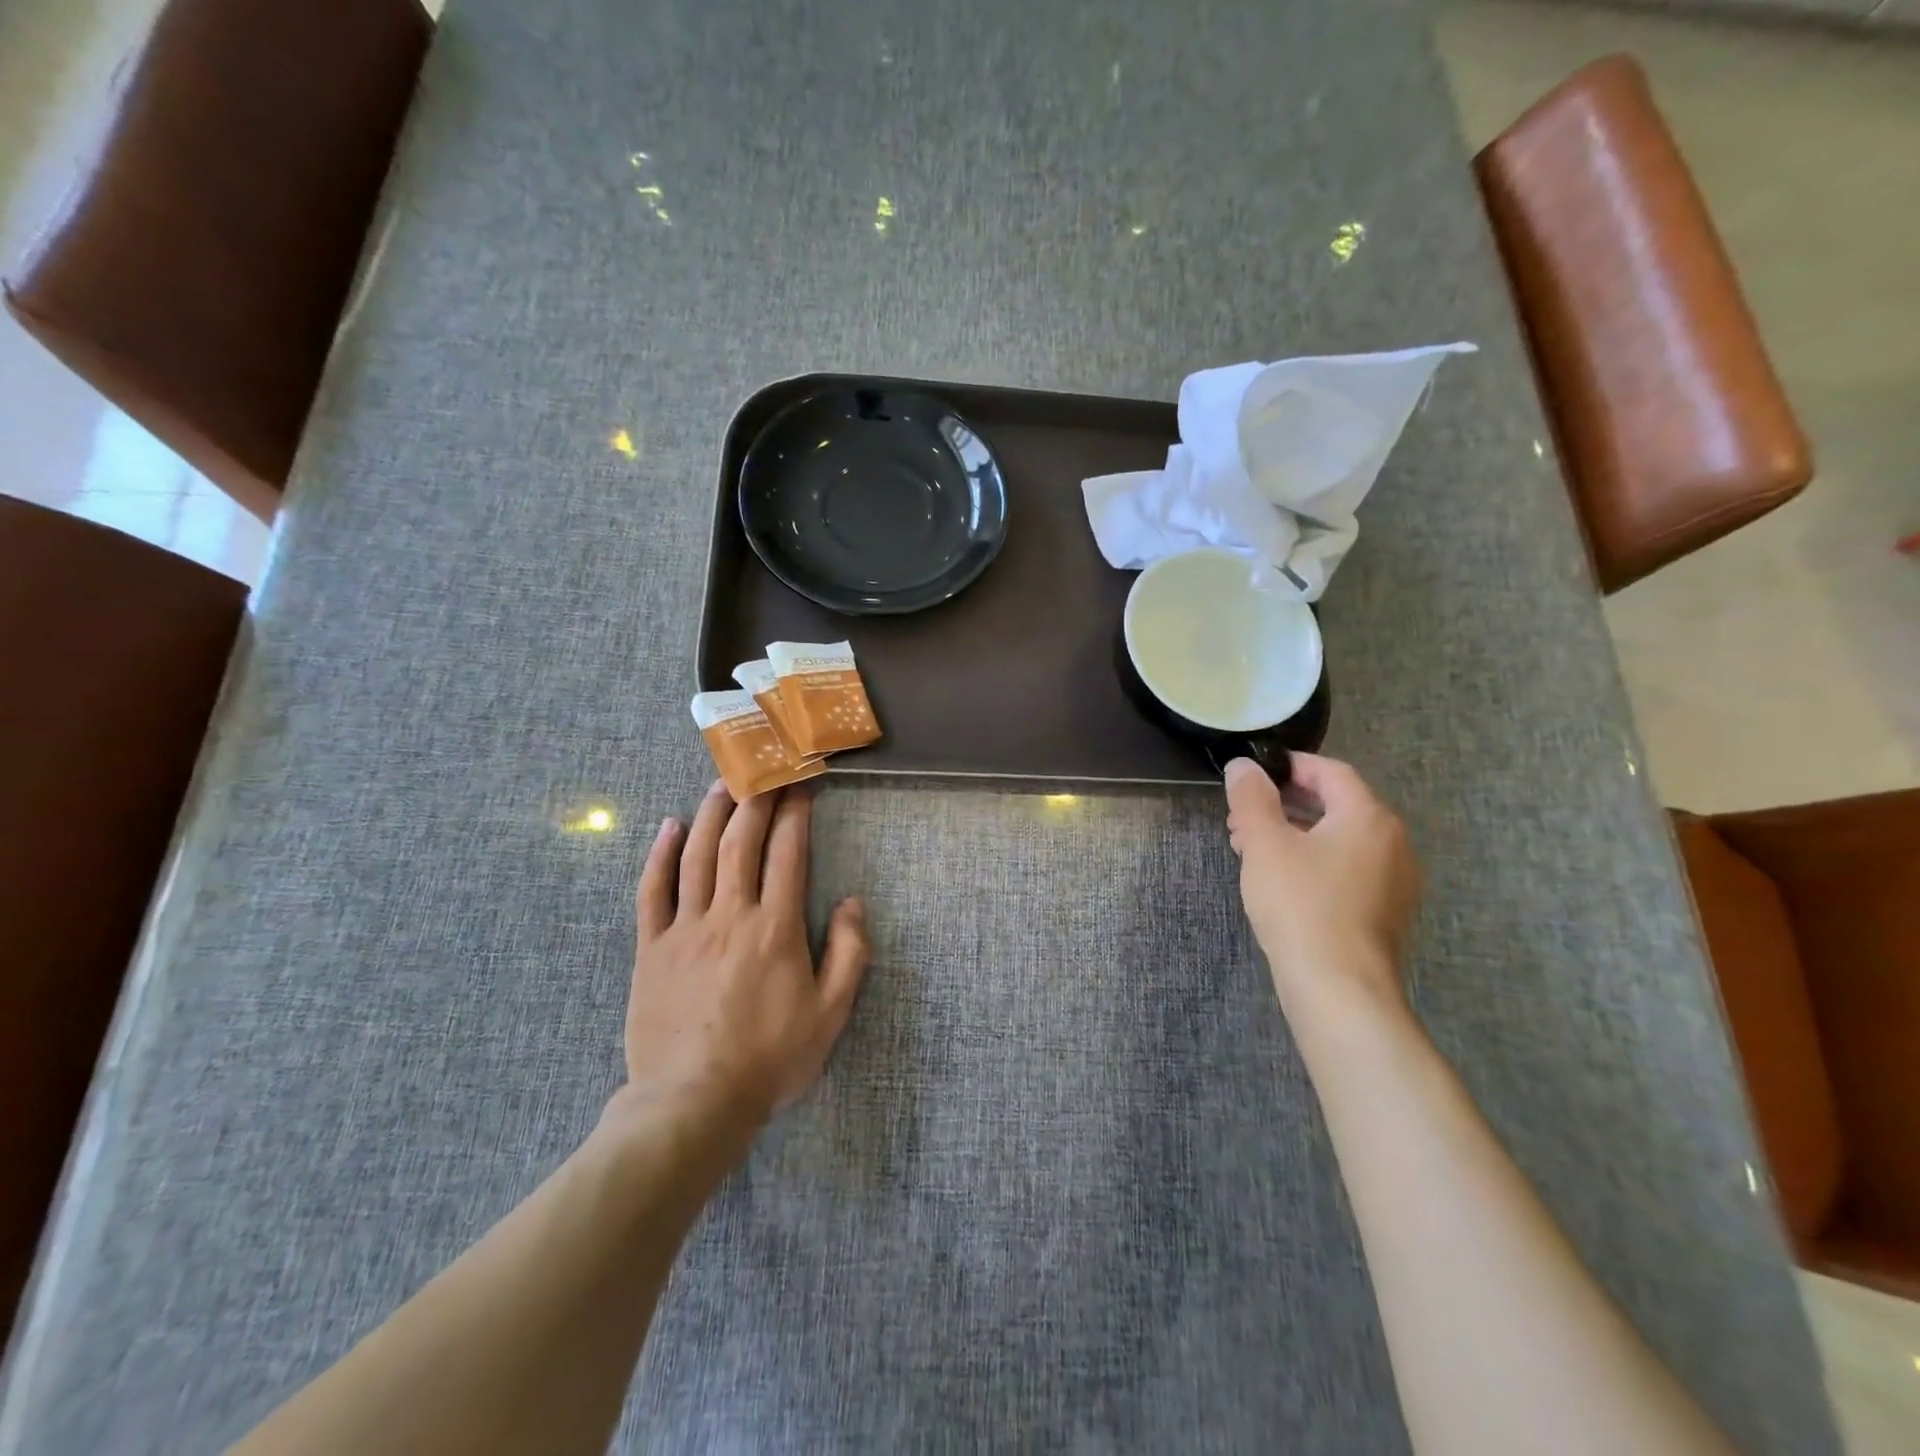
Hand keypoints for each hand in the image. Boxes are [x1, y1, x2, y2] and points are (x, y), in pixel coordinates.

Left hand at [621, 781, 868, 1129]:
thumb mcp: (831, 1013)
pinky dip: (660, 855)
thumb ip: (849, 953)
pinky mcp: (652, 948)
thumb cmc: (771, 1059)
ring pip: (697, 856)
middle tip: (764, 768)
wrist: (693, 1103)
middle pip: (741, 842)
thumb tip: (852, 902)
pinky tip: (670, 827)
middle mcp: (730, 915)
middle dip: (756, 799)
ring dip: (712, 813)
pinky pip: (653, 891)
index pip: (788, 853)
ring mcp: (685, 928)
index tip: (801, 784)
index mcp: (775, 928)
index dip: (795, 813)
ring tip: (723, 781)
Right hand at [1224, 753, 1420, 1019]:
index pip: (1332, 772)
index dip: (1292, 766)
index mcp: (1368, 817)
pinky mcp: (1385, 913)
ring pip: (1339, 840)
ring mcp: (1395, 881)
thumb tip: (1244, 765)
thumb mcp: (1265, 843)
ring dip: (1295, 834)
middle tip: (1242, 816)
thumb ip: (1252, 798)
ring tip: (1251, 848)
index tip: (1255, 772)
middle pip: (1337, 806)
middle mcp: (1393, 842)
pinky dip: (1314, 862)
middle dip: (1285, 804)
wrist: (1340, 988)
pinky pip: (1347, 870)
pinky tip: (1281, 881)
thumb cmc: (1301, 905)